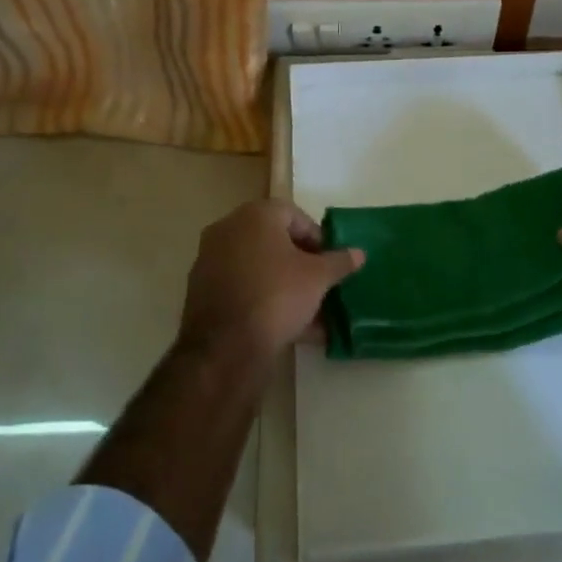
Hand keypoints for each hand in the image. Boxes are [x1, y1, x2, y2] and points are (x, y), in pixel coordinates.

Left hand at [180, 200, 363, 361]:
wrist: (225, 347)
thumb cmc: (277, 295)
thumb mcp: (318, 278)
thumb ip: (339, 262)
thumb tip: (359, 253)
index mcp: (255, 215)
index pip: (294, 215)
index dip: (317, 237)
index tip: (330, 262)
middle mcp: (228, 229)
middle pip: (274, 241)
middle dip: (300, 262)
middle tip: (320, 283)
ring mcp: (210, 260)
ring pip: (258, 267)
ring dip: (284, 284)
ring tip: (310, 312)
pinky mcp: (202, 292)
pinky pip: (242, 288)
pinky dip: (264, 300)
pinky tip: (287, 327)